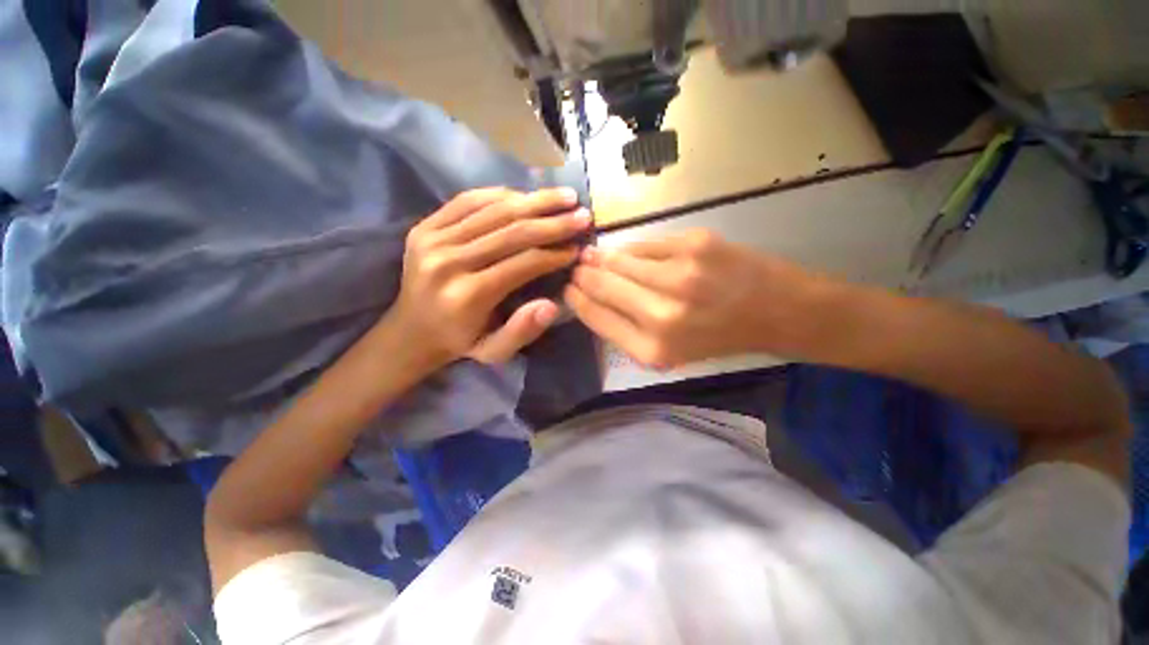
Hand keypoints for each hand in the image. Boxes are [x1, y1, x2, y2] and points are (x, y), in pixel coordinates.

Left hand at [389, 187, 590, 364]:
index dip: (554, 254)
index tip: (578, 248)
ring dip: (534, 201)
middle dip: (553, 222)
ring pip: (493, 210)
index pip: (522, 263)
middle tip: (582, 214)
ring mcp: (432, 239)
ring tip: (565, 196)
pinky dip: (501, 194)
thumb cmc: (460, 342)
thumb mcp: (494, 352)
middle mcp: (448, 262)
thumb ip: (522, 331)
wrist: (411, 330)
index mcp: (468, 295)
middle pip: (511, 231)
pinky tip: (526, 195)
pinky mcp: (424, 226)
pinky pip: (468, 200)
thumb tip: (552, 305)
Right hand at [565, 229, 824, 368]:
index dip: (577, 299)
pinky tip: (632, 254)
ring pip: (619, 259)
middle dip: (584, 274)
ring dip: (604, 258)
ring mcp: (678, 275)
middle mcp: (662, 313)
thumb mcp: (669, 350)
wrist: (778, 311)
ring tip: (596, 257)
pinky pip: (645, 244)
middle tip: (578, 267)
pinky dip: (633, 249)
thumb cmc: (719, 337)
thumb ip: (626, 327)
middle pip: (602, 284)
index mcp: (653, 348)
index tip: (569, 288)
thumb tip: (590, 294)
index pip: (596, 316)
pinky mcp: (694, 245)